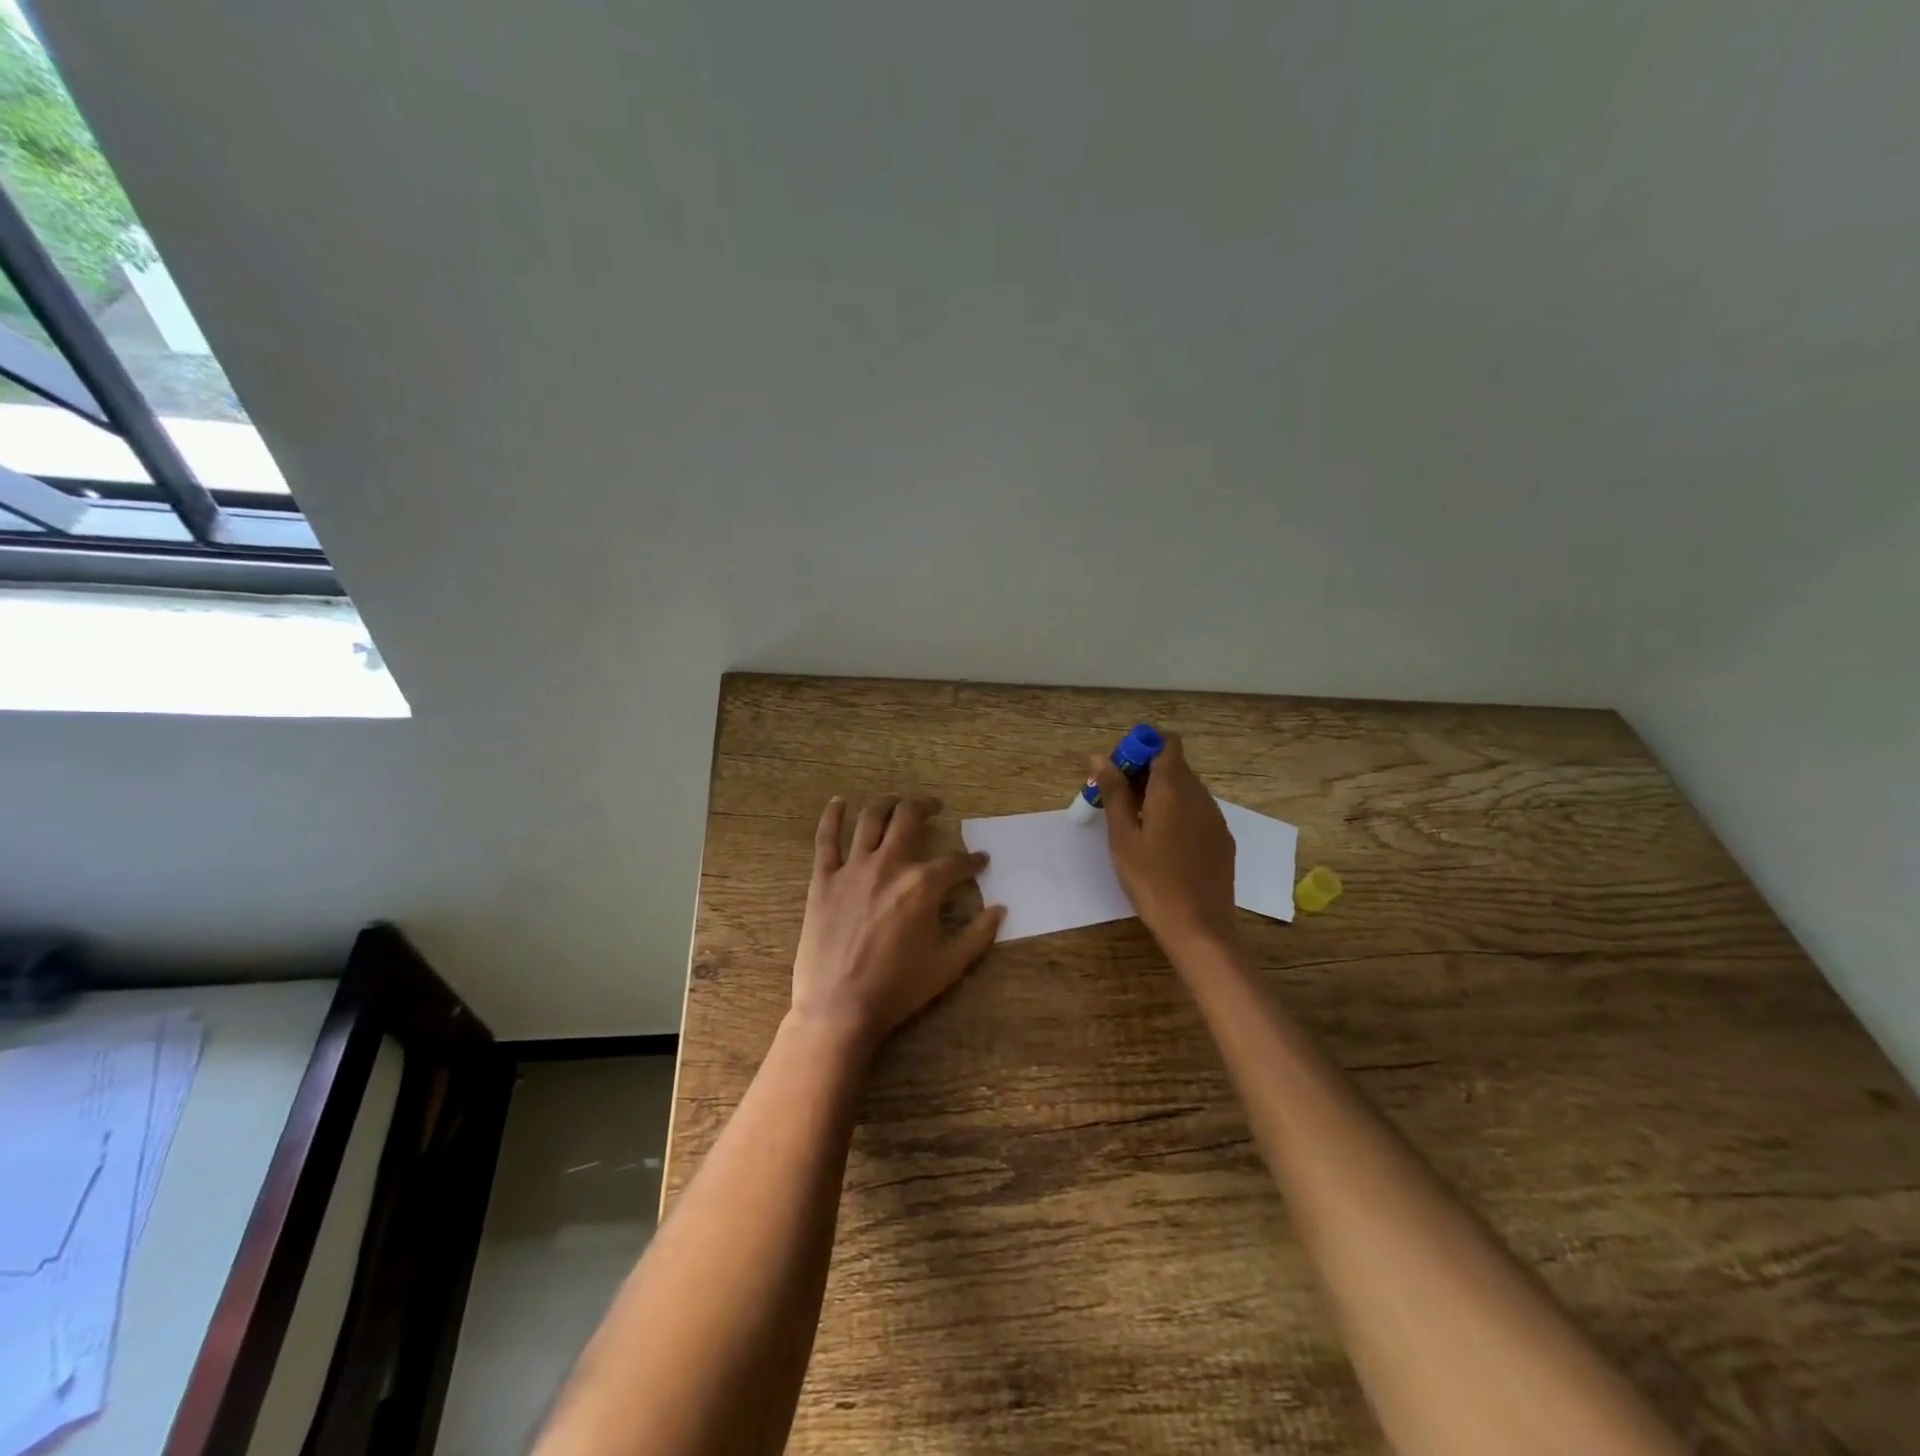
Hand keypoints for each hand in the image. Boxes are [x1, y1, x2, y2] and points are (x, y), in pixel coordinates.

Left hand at [790, 795, 1004, 1055]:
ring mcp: (852, 869)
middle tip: (935, 806)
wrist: (839, 1008)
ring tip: (896, 803)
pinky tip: (839, 802)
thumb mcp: (949, 965)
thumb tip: (1000, 909)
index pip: (955, 862)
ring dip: (887, 804)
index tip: (979, 861)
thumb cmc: (898, 988)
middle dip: (926, 806)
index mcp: (923, 885)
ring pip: (870, 819)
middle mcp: (889, 865)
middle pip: (909, 818)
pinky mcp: (823, 879)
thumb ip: (978, 934)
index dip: (971, 861)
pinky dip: (832, 816)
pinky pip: (826, 839)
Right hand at [1092, 732, 1237, 952]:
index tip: (1118, 771)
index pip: (1166, 743)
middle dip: (1144, 772)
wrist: (1199, 928)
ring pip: (1186, 789)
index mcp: (1174, 789)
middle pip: (1174, 765)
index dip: (1141, 747)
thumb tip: (1101, 757)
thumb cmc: (1152, 881)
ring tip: (1135, 825)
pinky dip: (1176, 812)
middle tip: (1116, 801)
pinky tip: (1161, 844)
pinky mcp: (1222, 839)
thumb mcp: (1123, 837)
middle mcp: (1200, 796)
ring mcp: (1215, 818)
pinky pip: (1196, 811)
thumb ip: (1114, 793)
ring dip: (1159, 793)